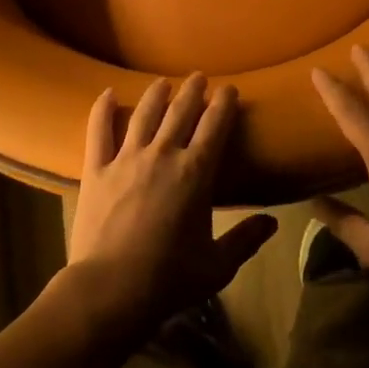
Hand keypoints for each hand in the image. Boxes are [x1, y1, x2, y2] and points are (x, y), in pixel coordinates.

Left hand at [67, 74, 277, 335]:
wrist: (110, 290)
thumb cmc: (169, 278)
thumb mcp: (218, 265)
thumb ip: (246, 239)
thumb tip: (272, 222)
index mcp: (196, 173)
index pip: (215, 125)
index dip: (224, 103)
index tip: (229, 89)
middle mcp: (163, 155)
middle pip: (181, 112)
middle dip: (193, 91)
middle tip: (199, 77)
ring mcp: (126, 159)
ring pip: (144, 114)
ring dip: (157, 94)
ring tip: (163, 82)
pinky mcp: (96, 170)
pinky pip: (98, 132)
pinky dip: (102, 109)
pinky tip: (107, 93)